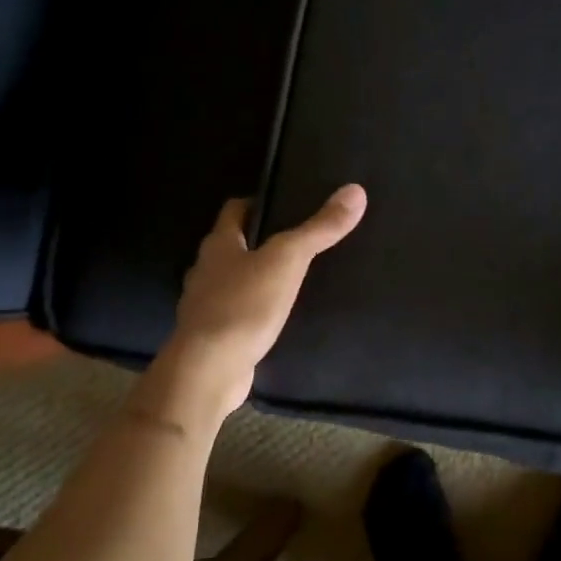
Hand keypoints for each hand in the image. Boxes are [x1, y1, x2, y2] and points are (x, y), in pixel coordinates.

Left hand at [147, 185, 367, 424]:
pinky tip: (276, 319)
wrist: (210, 370)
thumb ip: (319, 229)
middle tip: (298, 242)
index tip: (286, 205)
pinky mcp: (213, 336)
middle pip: (233, 245)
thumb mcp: (288, 260)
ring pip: (233, 281)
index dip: (258, 203)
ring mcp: (205, 305)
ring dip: (256, 278)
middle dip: (260, 242)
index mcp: (218, 244)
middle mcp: (205, 270)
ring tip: (292, 280)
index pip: (234, 209)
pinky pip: (236, 314)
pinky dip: (254, 311)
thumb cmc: (244, 305)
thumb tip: (355, 191)